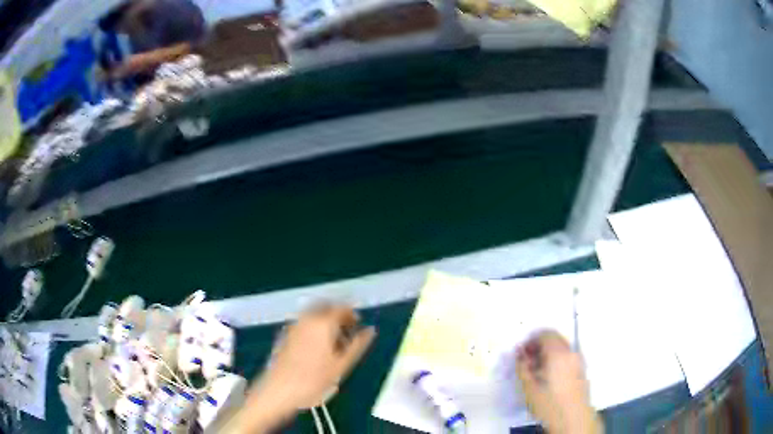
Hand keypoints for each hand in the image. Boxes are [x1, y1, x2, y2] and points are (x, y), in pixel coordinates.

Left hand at [233, 305, 375, 432]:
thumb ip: (358, 345)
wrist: (279, 390)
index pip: (341, 308)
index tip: (359, 324)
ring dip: (326, 321)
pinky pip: (304, 324)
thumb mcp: (342, 365)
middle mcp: (307, 319)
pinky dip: (314, 328)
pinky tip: (318, 347)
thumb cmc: (314, 380)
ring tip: (335, 342)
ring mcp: (293, 326)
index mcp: (323, 323)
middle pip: (325, 307)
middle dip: (338, 315)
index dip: (352, 314)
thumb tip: (371, 331)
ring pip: (313, 315)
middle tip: (348, 331)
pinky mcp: (285, 335)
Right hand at [516, 331, 601, 433]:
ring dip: (548, 353)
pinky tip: (549, 376)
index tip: (521, 352)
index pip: (545, 334)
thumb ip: (522, 367)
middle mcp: (571, 352)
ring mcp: (578, 360)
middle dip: (540, 346)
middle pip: (555, 339)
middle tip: (527, 361)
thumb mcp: (529, 387)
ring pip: (562, 348)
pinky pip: (567, 356)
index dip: (531, 339)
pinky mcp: (581, 369)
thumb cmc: (549, 403)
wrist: (573, 418)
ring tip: (536, 370)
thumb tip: (519, 354)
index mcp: (558, 353)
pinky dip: (557, 359)